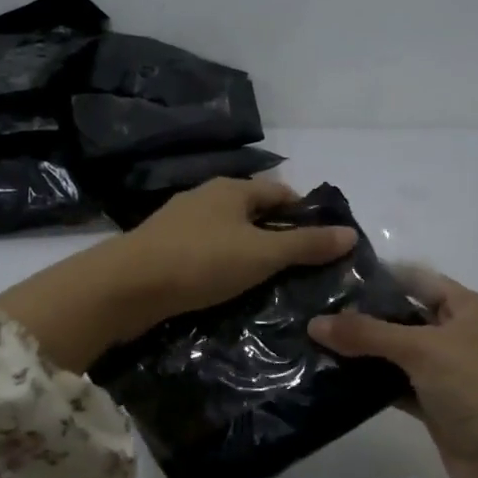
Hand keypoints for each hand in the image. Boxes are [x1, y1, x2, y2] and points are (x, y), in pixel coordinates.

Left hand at [116, 177, 356, 321]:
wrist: (127, 286)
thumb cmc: (201, 262)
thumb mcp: (262, 254)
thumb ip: (306, 245)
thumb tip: (350, 234)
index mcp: (232, 189)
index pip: (281, 193)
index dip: (306, 214)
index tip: (324, 244)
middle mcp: (206, 197)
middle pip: (254, 212)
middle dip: (278, 236)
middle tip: (301, 270)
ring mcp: (180, 222)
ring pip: (228, 234)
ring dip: (249, 253)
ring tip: (270, 283)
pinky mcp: (163, 249)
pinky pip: (205, 252)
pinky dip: (223, 265)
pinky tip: (228, 288)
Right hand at [308, 271, 477, 477]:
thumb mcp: (424, 349)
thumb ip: (368, 334)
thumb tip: (314, 323)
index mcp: (468, 309)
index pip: (417, 280)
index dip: (379, 276)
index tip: (331, 276)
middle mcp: (458, 337)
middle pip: (403, 317)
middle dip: (362, 315)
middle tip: (311, 310)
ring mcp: (446, 375)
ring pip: (396, 355)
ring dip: (361, 352)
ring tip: (310, 341)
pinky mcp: (435, 408)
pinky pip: (394, 387)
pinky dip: (369, 385)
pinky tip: (332, 380)